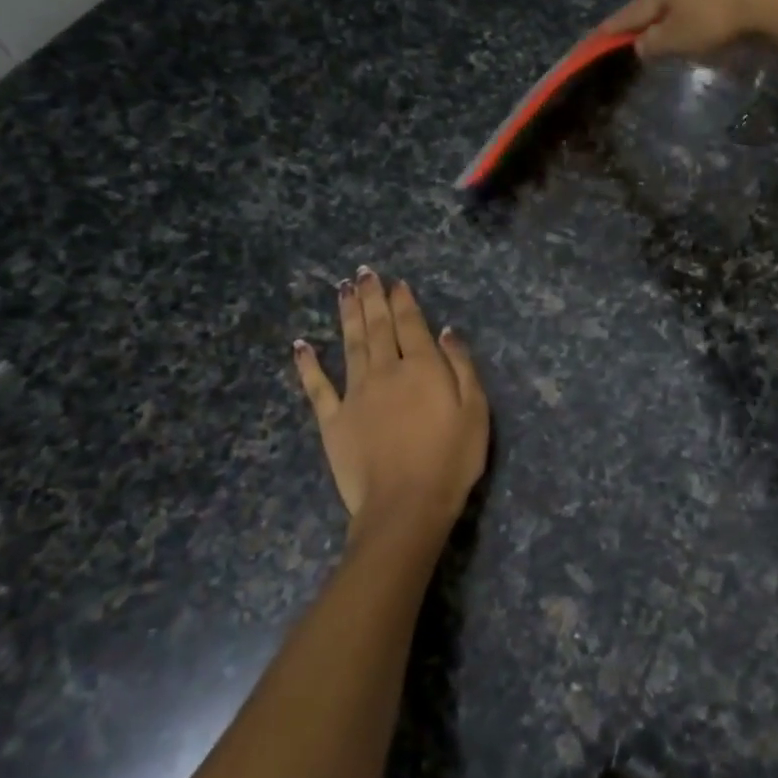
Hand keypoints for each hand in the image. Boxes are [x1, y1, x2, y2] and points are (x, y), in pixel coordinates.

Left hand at [293, 268, 489, 543]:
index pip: (412, 325)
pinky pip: (317, 387)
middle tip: (363, 273)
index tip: (396, 282)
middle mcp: (386, 371)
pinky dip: (308, 364)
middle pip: (378, 327)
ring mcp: (355, 394)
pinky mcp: (333, 420)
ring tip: (342, 290)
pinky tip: (301, 345)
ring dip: (347, 316)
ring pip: (350, 345)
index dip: (403, 301)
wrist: (406, 505)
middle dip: (372, 298)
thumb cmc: (451, 460)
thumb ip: (462, 367)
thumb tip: (447, 331)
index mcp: (422, 368)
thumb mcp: (476, 411)